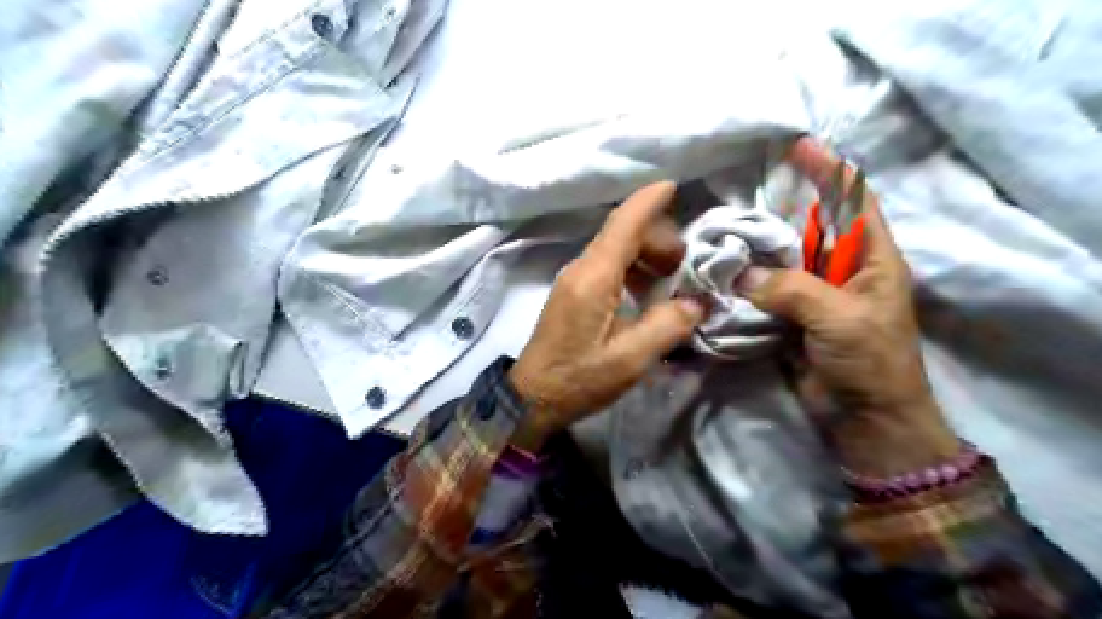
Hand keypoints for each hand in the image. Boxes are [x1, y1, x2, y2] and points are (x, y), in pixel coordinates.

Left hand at [507, 182, 705, 451]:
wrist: (532, 398)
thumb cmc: (578, 379)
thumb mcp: (630, 359)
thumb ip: (667, 326)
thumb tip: (696, 303)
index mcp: (594, 277)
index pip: (623, 224)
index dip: (648, 202)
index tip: (673, 185)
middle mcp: (581, 269)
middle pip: (622, 234)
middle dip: (658, 238)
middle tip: (684, 266)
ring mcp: (574, 280)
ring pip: (615, 249)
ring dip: (646, 255)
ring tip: (671, 281)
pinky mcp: (573, 294)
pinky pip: (607, 268)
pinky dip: (633, 270)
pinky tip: (648, 295)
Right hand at [734, 139, 960, 474]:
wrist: (864, 418)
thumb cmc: (870, 362)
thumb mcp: (839, 318)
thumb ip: (791, 289)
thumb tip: (742, 273)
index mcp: (871, 261)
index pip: (854, 202)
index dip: (832, 171)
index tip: (801, 147)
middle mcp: (842, 271)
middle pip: (811, 228)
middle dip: (782, 209)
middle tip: (743, 195)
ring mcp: (815, 296)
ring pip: (783, 260)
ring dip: (757, 248)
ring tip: (725, 231)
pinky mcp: (793, 318)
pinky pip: (767, 290)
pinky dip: (747, 281)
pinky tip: (724, 272)